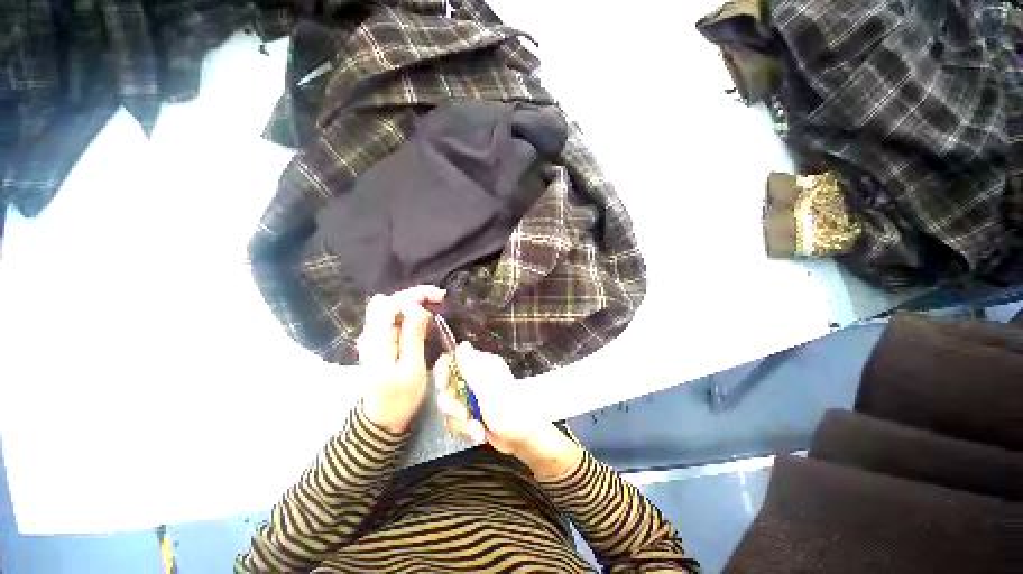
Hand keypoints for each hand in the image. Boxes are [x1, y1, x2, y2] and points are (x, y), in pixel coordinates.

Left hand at [358, 285, 444, 433]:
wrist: (383, 418)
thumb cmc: (400, 397)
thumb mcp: (411, 368)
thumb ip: (412, 336)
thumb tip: (418, 308)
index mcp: (377, 340)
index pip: (390, 303)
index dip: (414, 295)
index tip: (439, 299)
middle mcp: (371, 334)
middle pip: (390, 301)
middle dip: (415, 295)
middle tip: (440, 299)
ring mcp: (375, 337)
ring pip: (392, 308)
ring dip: (414, 303)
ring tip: (437, 306)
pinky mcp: (382, 342)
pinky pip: (395, 319)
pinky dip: (411, 314)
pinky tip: (426, 319)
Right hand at [435, 342, 581, 479]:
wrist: (523, 440)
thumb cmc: (511, 411)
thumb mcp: (489, 389)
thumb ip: (472, 368)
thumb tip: (462, 344)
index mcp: (482, 365)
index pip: (453, 359)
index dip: (444, 371)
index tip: (444, 387)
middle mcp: (475, 378)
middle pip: (446, 386)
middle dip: (452, 405)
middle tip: (464, 414)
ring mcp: (472, 397)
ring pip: (449, 406)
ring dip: (460, 421)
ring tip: (476, 428)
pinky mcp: (471, 413)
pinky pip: (455, 420)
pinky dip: (466, 429)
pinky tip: (478, 433)